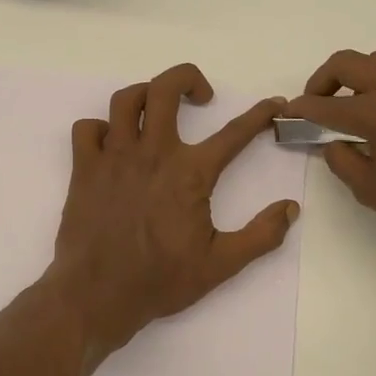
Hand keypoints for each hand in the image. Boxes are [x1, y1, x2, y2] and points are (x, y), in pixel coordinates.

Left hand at [46, 63, 300, 361]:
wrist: (96, 296)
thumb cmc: (160, 281)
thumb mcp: (221, 265)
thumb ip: (261, 235)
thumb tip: (290, 208)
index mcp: (190, 173)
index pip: (233, 133)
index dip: (258, 114)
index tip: (273, 103)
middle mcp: (152, 153)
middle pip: (165, 89)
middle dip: (188, 78)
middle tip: (201, 97)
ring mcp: (114, 157)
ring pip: (125, 100)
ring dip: (145, 95)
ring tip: (156, 110)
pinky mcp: (84, 169)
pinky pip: (87, 129)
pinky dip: (100, 129)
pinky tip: (113, 145)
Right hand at [284, 49, 375, 269]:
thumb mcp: (370, 189)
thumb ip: (341, 159)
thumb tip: (333, 142)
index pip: (327, 103)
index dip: (302, 108)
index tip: (288, 112)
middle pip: (350, 62)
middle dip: (324, 80)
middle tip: (317, 102)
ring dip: (359, 78)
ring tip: (354, 106)